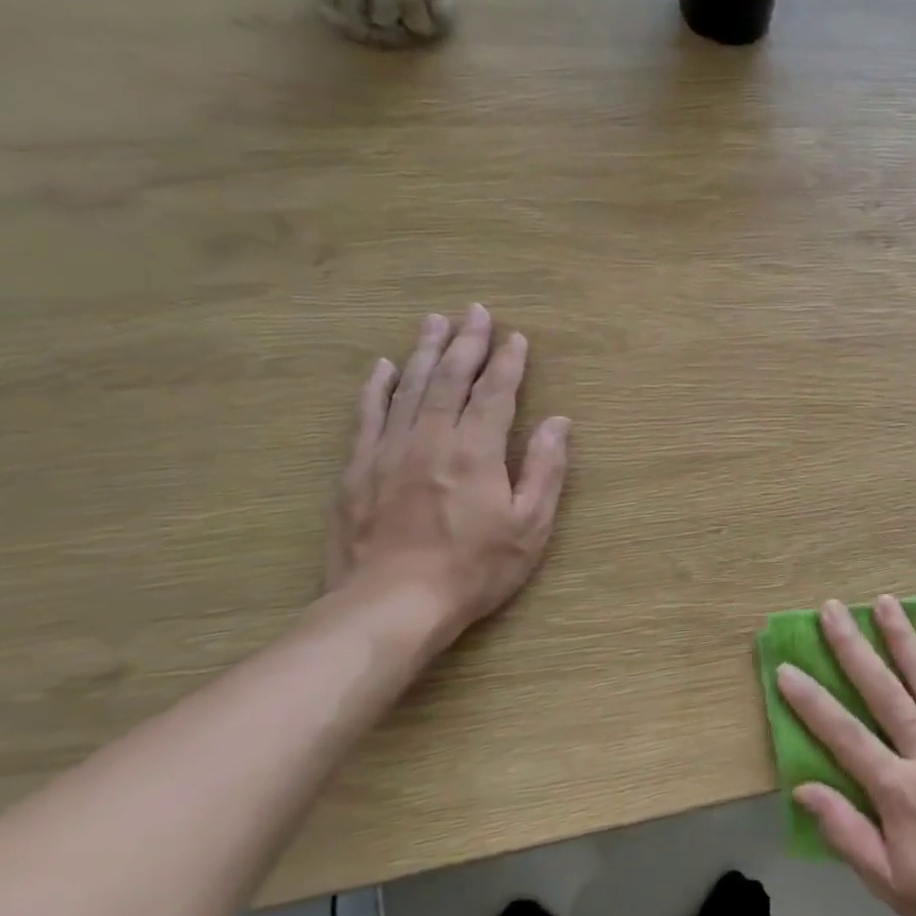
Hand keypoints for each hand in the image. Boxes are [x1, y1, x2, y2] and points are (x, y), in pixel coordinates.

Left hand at [327, 305, 570, 633]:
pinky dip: (376, 388)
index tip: (516, 336)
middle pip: (450, 379)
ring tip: (433, 321)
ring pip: (409, 388)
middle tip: (474, 310)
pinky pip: (367, 416)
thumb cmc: (474, 569)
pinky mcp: (357, 469)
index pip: (495, 394)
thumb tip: (558, 422)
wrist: (391, 605)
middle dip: (465, 343)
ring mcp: (388, 451)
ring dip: (424, 352)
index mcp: (476, 452)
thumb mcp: (530, 526)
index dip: (508, 363)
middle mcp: (431, 439)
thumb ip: (545, 470)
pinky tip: (382, 367)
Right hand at [779, 596, 915, 915]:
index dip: (811, 702)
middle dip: (854, 649)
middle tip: (832, 610)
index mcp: (899, 791)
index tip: (787, 669)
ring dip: (904, 639)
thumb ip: (847, 832)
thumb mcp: (890, 884)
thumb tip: (804, 788)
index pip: (844, 736)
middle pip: (884, 692)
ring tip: (884, 602)